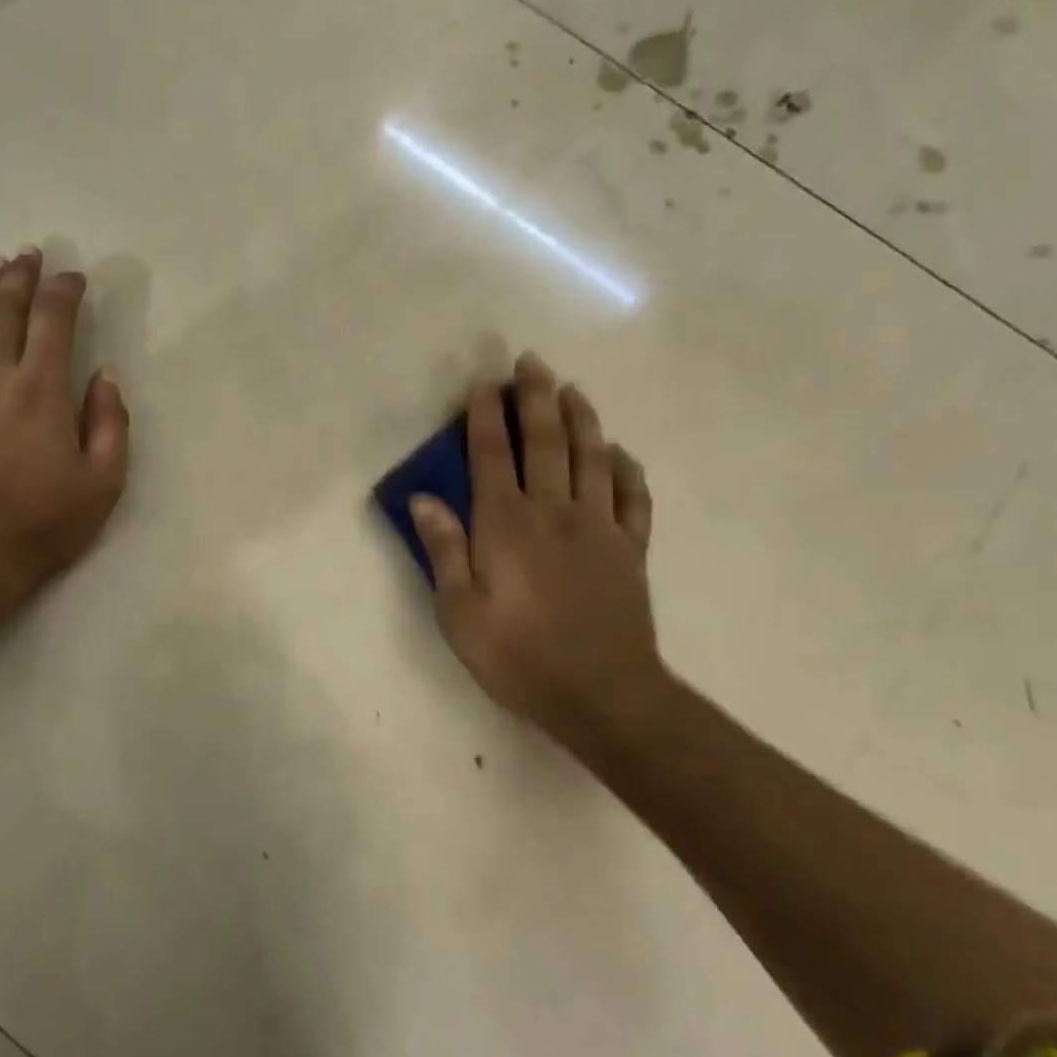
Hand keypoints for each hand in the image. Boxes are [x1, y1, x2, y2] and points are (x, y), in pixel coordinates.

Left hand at [0, 248, 128, 610]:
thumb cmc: (43, 525)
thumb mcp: (103, 483)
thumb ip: (110, 424)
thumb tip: (104, 376)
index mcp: (41, 390)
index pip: (53, 319)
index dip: (64, 290)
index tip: (74, 276)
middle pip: (4, 310)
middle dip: (19, 277)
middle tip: (29, 253)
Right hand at [409, 354, 666, 744]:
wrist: (600, 694)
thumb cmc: (516, 656)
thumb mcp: (458, 611)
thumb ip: (444, 550)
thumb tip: (425, 499)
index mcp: (506, 525)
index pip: (490, 456)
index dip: (484, 416)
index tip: (483, 382)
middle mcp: (554, 512)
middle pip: (544, 442)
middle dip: (534, 398)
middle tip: (530, 362)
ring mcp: (599, 527)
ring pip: (591, 457)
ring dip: (581, 418)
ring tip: (572, 389)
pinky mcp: (630, 549)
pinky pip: (632, 497)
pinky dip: (626, 468)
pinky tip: (619, 453)